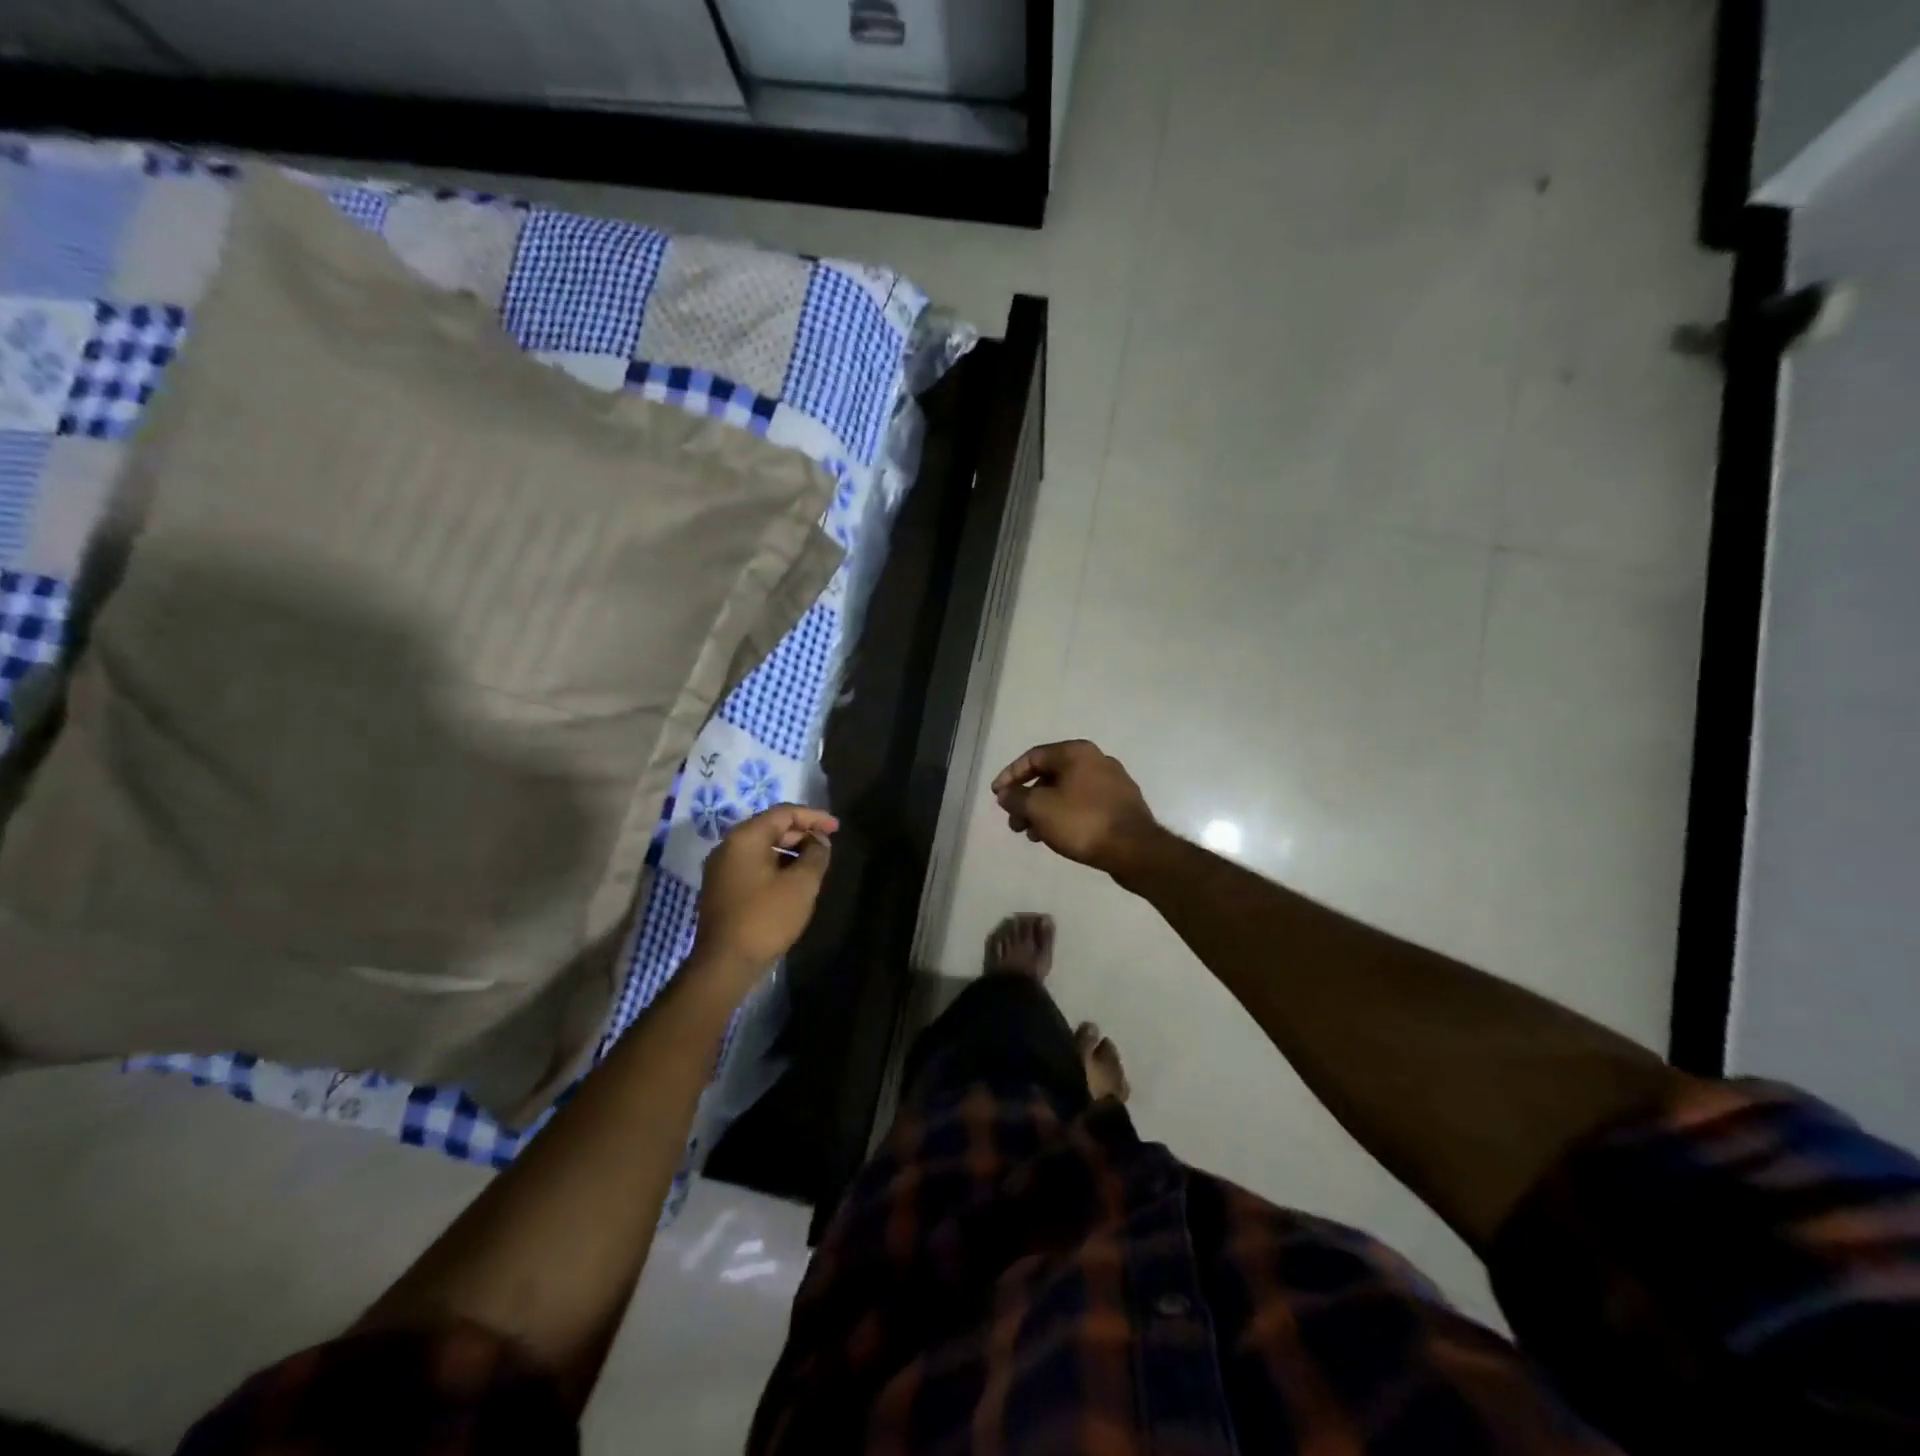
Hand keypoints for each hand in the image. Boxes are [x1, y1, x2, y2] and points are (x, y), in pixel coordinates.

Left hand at [692, 804, 837, 990]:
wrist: (725, 964)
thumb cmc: (766, 918)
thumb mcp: (801, 884)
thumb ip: (816, 855)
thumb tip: (819, 841)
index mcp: (745, 837)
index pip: (784, 813)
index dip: (814, 817)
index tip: (837, 827)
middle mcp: (728, 846)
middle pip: (770, 827)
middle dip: (802, 833)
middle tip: (827, 845)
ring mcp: (721, 868)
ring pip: (762, 847)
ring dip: (790, 851)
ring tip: (814, 863)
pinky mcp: (721, 888)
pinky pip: (753, 865)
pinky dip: (776, 865)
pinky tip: (793, 880)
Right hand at [990, 740, 1160, 876]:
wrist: (1135, 850)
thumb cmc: (1083, 822)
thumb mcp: (1039, 808)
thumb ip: (1017, 798)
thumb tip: (1006, 794)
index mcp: (1076, 752)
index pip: (1033, 757)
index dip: (1010, 776)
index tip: (997, 796)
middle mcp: (1096, 760)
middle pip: (1050, 775)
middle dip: (1027, 799)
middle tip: (1014, 823)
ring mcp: (1112, 782)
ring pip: (1066, 792)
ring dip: (1044, 811)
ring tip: (1032, 835)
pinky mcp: (1121, 804)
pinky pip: (1083, 805)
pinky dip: (1064, 816)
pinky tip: (1056, 837)